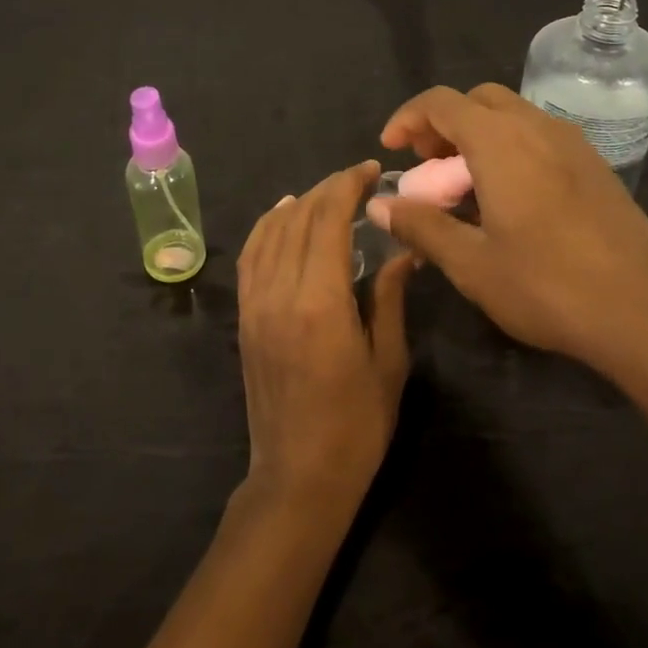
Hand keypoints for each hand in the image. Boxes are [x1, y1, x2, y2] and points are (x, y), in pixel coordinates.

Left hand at [236, 161, 412, 510]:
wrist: (297, 477)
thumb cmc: (356, 427)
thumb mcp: (388, 362)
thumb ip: (390, 298)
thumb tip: (403, 250)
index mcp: (321, 302)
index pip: (329, 220)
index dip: (349, 187)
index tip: (371, 170)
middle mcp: (280, 291)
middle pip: (300, 218)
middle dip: (329, 189)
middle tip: (359, 178)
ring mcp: (256, 302)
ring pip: (272, 231)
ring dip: (300, 203)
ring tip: (329, 192)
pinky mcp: (245, 315)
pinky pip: (251, 255)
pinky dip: (268, 225)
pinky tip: (284, 214)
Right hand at [374, 85, 647, 397]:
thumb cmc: (549, 286)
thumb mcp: (471, 263)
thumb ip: (420, 225)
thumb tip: (378, 205)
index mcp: (500, 142)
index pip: (441, 102)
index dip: (407, 119)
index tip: (390, 150)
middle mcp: (537, 128)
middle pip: (477, 100)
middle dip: (443, 124)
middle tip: (426, 167)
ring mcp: (573, 145)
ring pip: (512, 116)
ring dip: (477, 136)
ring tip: (463, 187)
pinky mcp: (596, 167)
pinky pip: (539, 137)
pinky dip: (509, 149)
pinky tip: (508, 200)